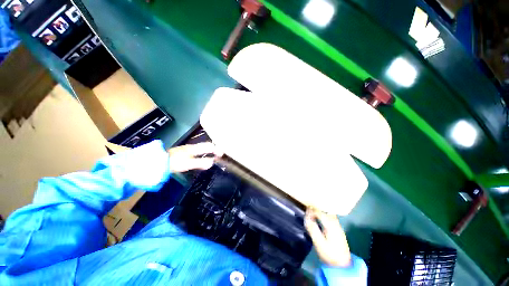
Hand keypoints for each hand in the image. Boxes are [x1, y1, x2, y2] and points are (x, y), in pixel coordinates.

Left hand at [168, 142, 222, 172]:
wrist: (159, 161)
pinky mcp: (185, 152)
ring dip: (209, 150)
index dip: (217, 149)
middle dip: (214, 148)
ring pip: (202, 147)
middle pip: (206, 145)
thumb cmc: (175, 162)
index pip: (209, 146)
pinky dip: (204, 152)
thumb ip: (201, 162)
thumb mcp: (188, 163)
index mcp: (194, 148)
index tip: (222, 154)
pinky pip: (198, 150)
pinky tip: (203, 156)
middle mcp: (192, 147)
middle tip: (220, 154)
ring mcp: (188, 149)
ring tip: (215, 155)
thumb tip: (212, 162)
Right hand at [305, 208, 351, 266]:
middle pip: (326, 210)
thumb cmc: (330, 254)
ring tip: (312, 210)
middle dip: (317, 207)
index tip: (305, 210)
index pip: (320, 212)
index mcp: (331, 225)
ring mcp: (338, 226)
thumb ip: (313, 229)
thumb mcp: (319, 243)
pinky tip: (319, 216)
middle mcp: (335, 223)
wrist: (343, 265)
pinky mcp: (338, 229)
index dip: (312, 210)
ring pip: (329, 212)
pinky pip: (330, 216)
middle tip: (308, 206)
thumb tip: (306, 217)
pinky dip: (324, 213)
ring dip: (321, 210)